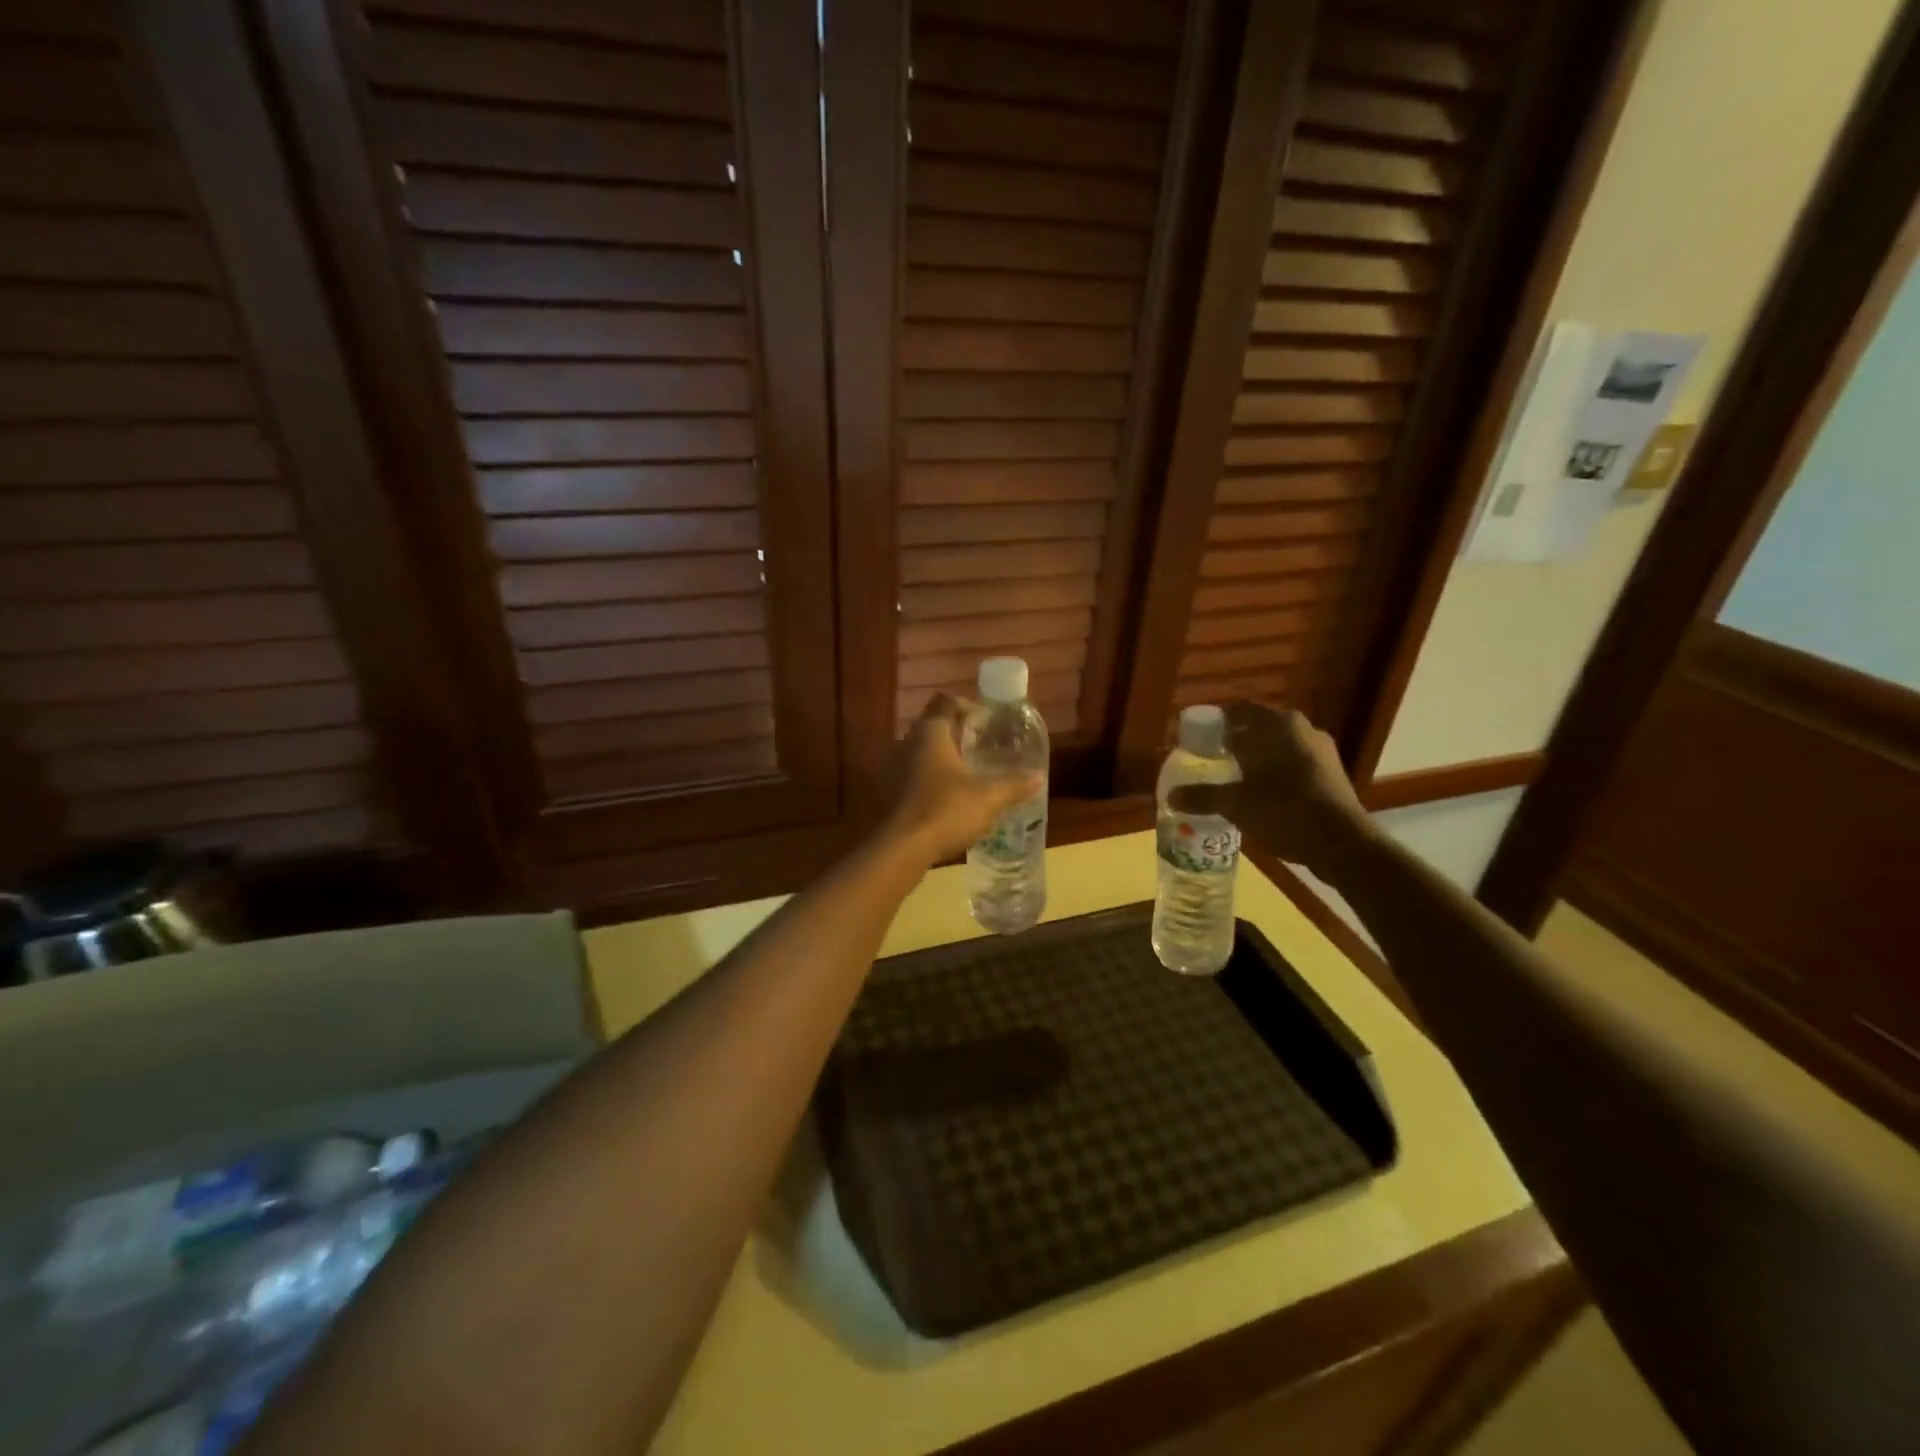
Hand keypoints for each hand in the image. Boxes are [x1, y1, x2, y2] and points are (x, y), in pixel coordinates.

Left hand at [881, 694, 1043, 864]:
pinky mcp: (889, 791)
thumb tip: (1038, 777)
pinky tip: (948, 795)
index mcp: (930, 733)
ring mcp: (893, 767)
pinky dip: (930, 777)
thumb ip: (1014, 784)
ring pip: (921, 750)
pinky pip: (913, 773)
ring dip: (943, 756)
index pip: (946, 702)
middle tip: (982, 746)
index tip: (987, 722)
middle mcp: (907, 742)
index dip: (968, 706)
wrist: (904, 848)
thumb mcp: (989, 797)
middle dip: (957, 733)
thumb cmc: (947, 810)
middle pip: (933, 725)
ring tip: (968, 772)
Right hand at [1167, 704, 1371, 872]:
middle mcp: (1303, 729)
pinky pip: (1293, 764)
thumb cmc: (1284, 810)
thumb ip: (1203, 796)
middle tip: (1211, 760)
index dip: (1215, 724)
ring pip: (1278, 747)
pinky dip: (1274, 773)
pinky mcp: (1331, 774)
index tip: (1197, 739)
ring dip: (1256, 759)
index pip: (1239, 711)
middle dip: (1234, 742)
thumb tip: (1171, 796)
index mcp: (1278, 725)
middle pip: (1259, 728)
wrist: (1341, 843)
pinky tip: (1261, 795)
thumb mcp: (1236, 803)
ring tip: (1233, 779)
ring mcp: (1321, 751)